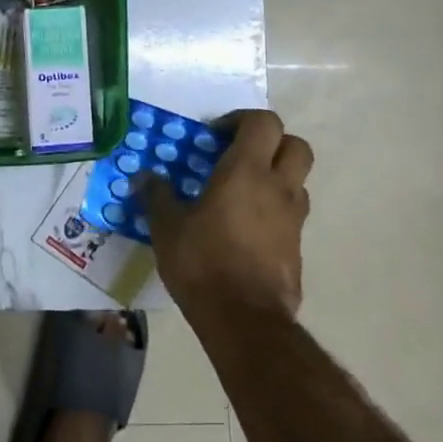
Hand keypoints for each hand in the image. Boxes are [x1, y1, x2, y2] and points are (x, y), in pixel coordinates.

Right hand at [143, 110, 312, 320]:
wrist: (245, 321)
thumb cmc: (203, 263)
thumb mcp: (167, 227)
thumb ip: (157, 196)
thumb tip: (144, 177)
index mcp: (247, 171)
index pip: (263, 122)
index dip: (241, 120)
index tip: (214, 137)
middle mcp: (278, 188)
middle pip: (295, 145)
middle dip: (271, 143)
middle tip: (239, 157)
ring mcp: (294, 219)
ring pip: (297, 181)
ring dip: (275, 177)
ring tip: (241, 194)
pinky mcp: (298, 248)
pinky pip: (291, 215)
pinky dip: (274, 211)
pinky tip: (245, 230)